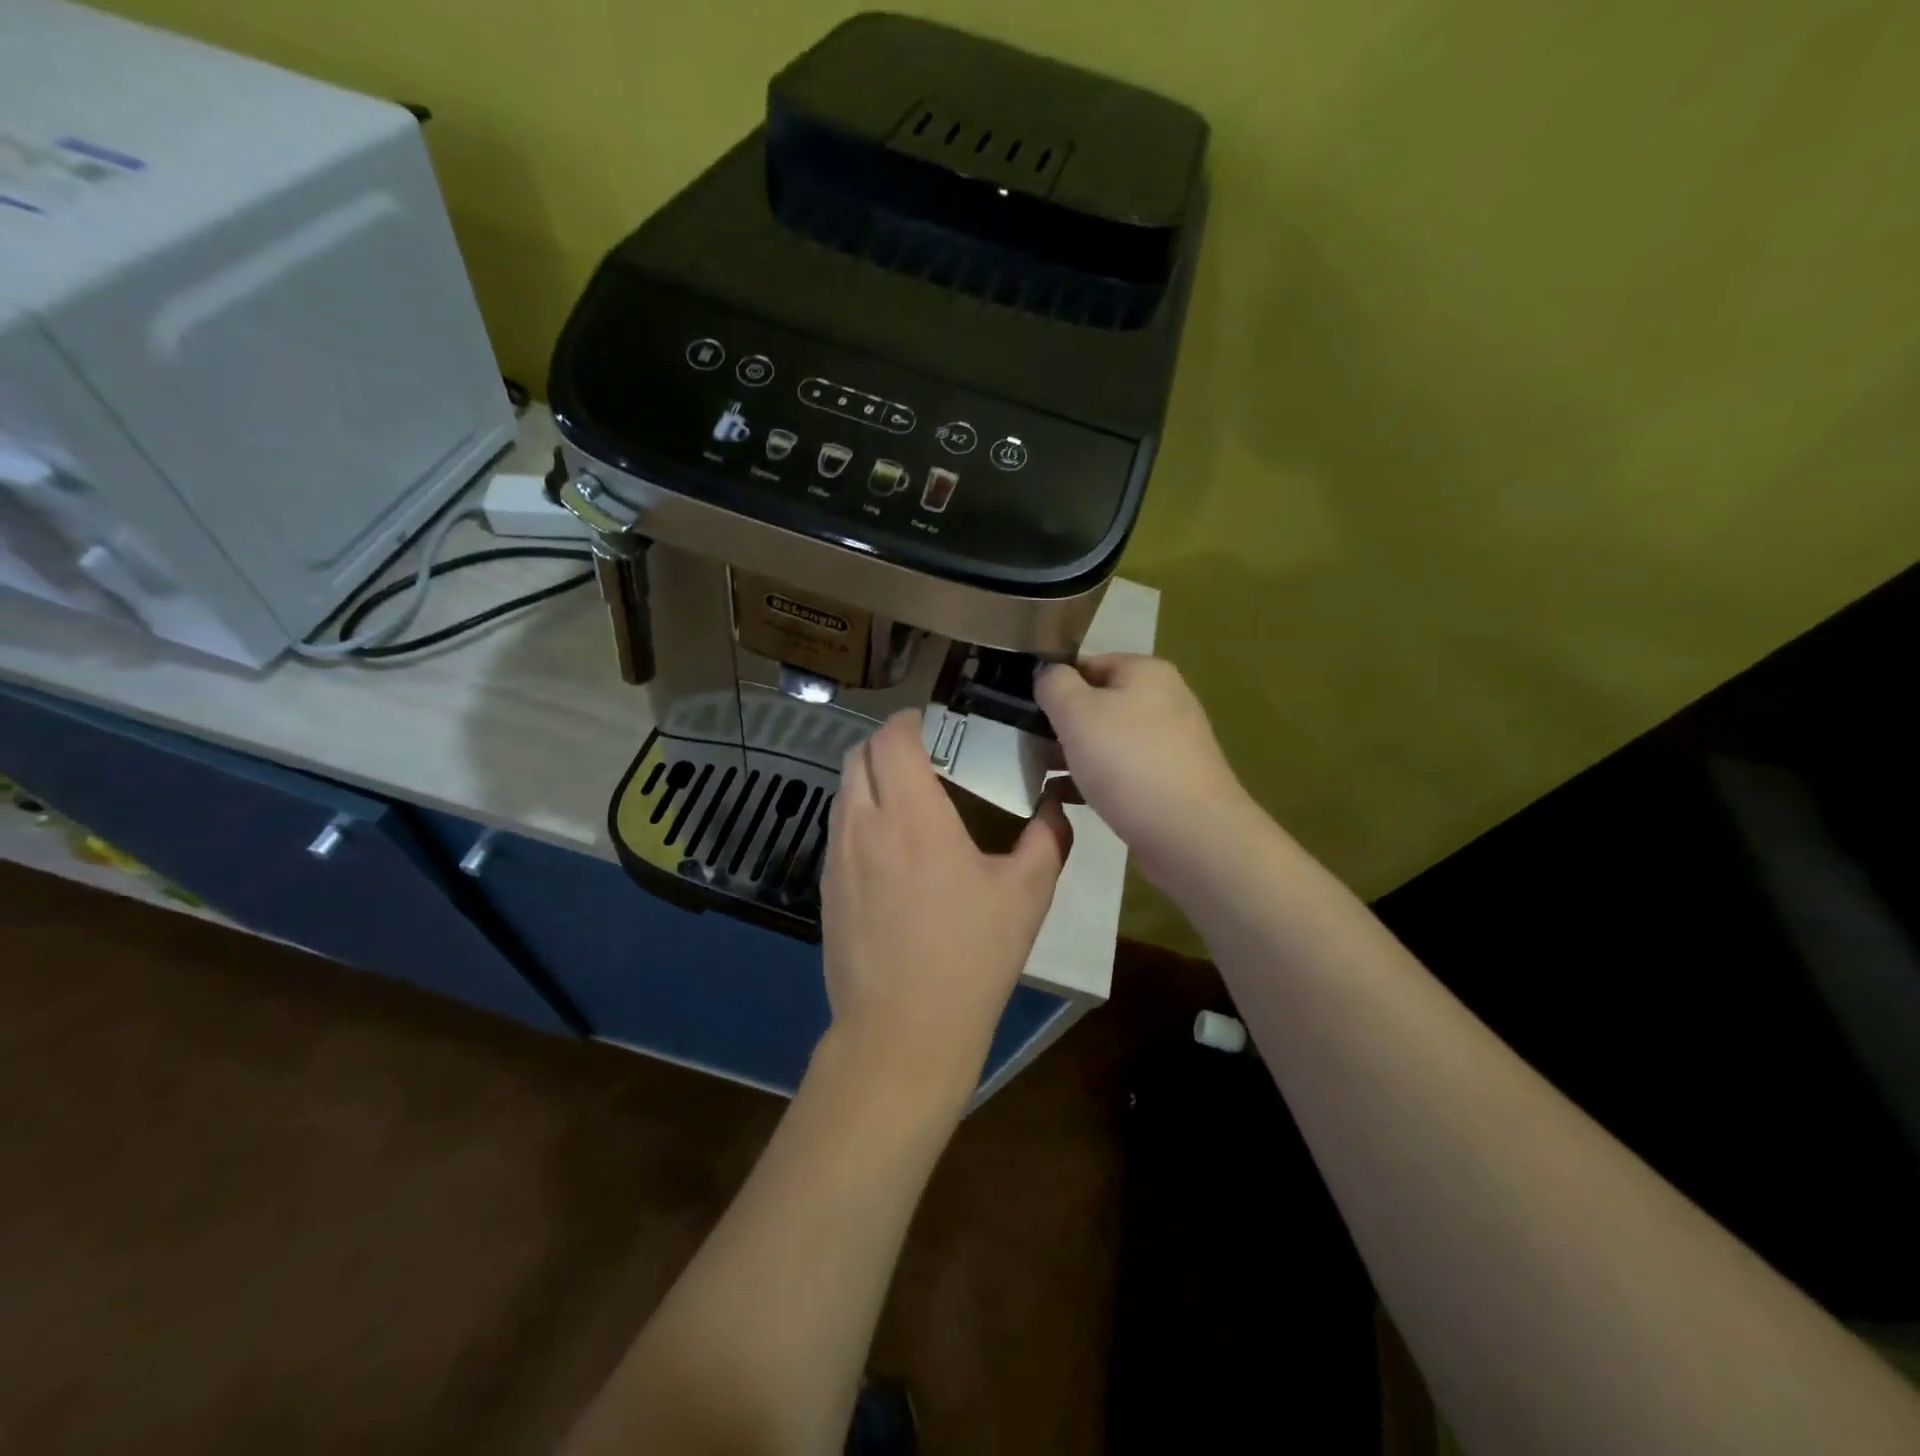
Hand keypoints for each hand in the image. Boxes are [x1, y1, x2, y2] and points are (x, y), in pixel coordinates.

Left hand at [819, 710, 1073, 1110]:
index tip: (930, 722)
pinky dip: (858, 815)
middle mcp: (864, 824)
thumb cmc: (970, 958)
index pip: (892, 739)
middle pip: (857, 756)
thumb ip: (1047, 840)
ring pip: (842, 792)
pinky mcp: (825, 890)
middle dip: (885, 743)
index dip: (908, 720)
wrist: (902, 1032)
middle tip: (922, 755)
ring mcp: (836, 858)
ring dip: (868, 778)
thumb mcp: (1027, 896)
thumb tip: (1056, 807)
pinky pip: (837, 830)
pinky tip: (889, 848)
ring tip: (905, 797)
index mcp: (912, 815)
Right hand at [1035, 654, 1255, 892]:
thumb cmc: (1128, 762)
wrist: (1190, 834)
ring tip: (1038, 773)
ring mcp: (1169, 744)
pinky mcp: (1168, 782)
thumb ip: (1053, 684)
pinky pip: (1120, 773)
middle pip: (1096, 704)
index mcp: (1146, 672)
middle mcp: (1163, 701)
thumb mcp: (1077, 712)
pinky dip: (1091, 781)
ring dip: (1072, 755)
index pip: (1086, 665)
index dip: (1052, 685)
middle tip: (1027, 746)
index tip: (1023, 711)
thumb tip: (1046, 673)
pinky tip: (1062, 797)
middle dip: (1060, 725)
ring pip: (1106, 741)